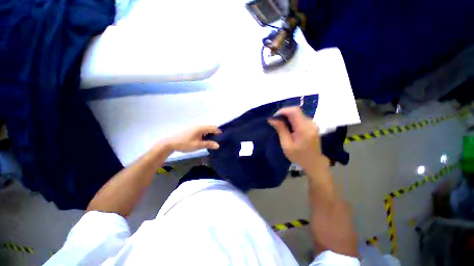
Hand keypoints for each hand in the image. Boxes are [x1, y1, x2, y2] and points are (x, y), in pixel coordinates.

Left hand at [166, 125, 221, 151]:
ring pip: (205, 128)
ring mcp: (194, 127)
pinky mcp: (191, 129)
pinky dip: (205, 133)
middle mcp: (198, 125)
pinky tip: (204, 139)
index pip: (213, 128)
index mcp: (201, 128)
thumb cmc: (184, 144)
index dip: (219, 132)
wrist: (170, 143)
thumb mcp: (197, 145)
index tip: (223, 137)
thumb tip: (218, 145)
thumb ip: (208, 144)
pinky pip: (201, 129)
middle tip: (218, 140)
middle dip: (215, 132)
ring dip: (210, 133)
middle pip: (210, 127)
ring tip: (212, 140)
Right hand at [268, 107, 324, 168]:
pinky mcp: (312, 125)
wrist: (314, 163)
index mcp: (304, 128)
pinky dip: (292, 119)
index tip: (274, 117)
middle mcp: (310, 123)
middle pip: (296, 111)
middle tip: (275, 121)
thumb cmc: (299, 156)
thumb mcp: (286, 144)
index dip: (283, 111)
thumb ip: (281, 130)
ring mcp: (312, 123)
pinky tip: (287, 127)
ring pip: (298, 113)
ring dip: (287, 116)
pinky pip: (300, 118)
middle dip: (284, 113)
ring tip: (280, 124)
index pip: (294, 111)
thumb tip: (272, 119)